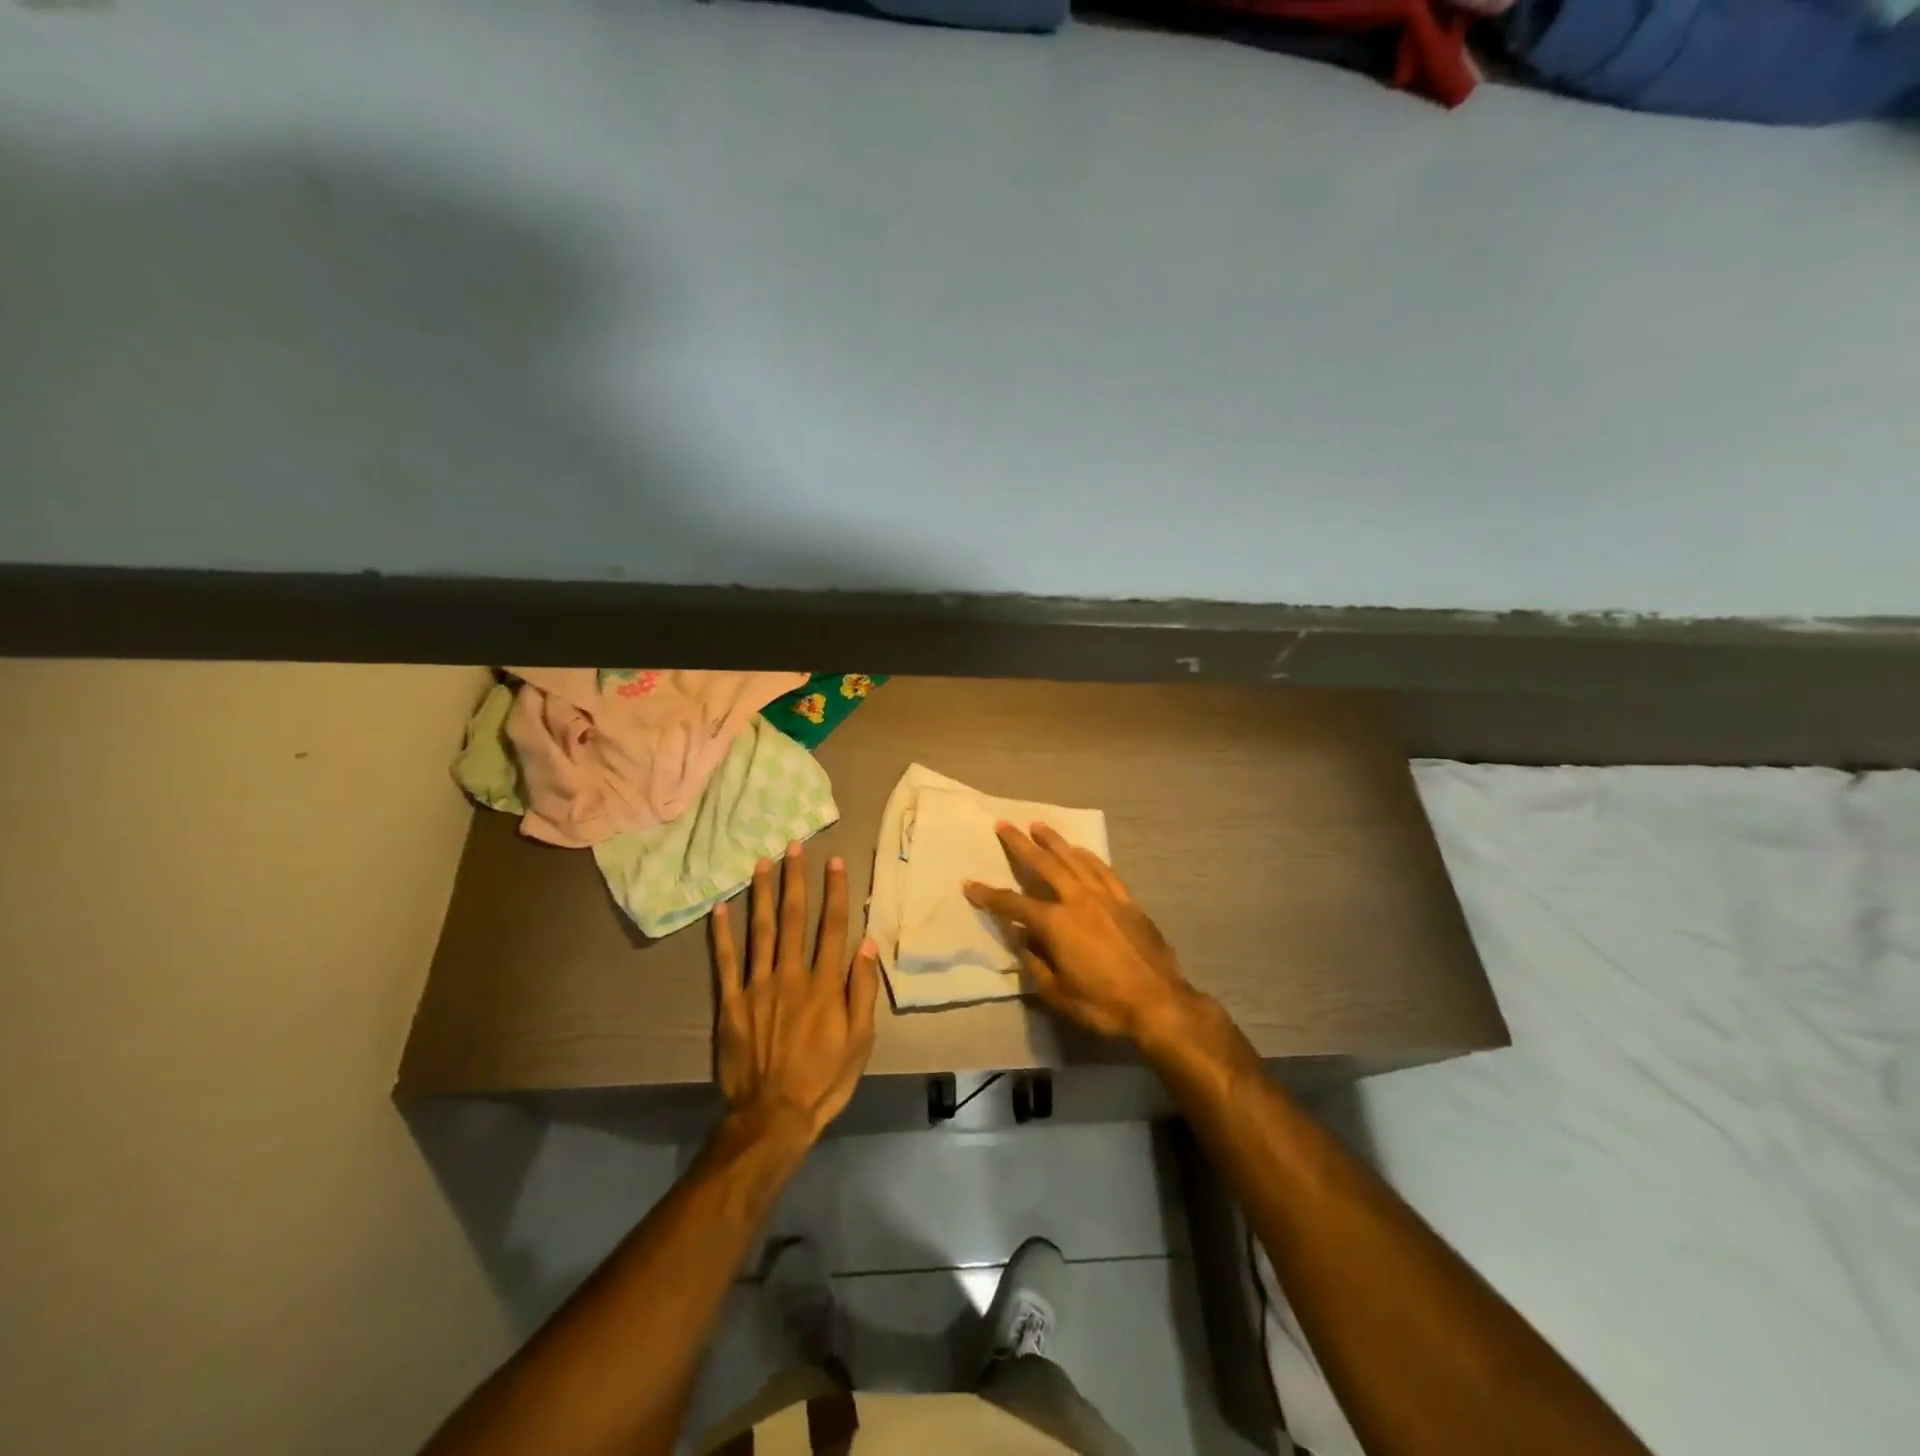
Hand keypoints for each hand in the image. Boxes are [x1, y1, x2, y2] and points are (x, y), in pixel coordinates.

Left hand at [712, 842, 880, 1144]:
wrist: (773, 1116)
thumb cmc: (824, 1080)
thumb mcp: (860, 1041)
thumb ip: (862, 990)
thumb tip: (868, 945)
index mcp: (824, 984)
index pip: (832, 927)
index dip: (835, 892)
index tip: (835, 862)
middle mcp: (791, 975)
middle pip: (794, 918)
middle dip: (795, 879)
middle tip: (794, 846)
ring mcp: (757, 987)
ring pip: (760, 930)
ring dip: (761, 894)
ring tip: (762, 862)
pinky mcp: (731, 1003)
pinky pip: (725, 962)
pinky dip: (722, 934)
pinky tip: (720, 907)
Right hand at [964, 823, 1202, 1045]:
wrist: (1159, 1003)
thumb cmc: (1103, 1003)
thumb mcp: (1058, 993)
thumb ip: (1035, 962)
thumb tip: (1023, 939)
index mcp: (1056, 923)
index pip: (1013, 904)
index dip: (989, 895)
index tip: (969, 884)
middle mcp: (1078, 900)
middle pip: (1044, 864)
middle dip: (1020, 844)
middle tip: (1004, 825)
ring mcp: (1105, 896)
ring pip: (1074, 859)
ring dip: (1054, 841)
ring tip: (1038, 826)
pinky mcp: (1127, 900)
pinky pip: (1103, 870)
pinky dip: (1088, 856)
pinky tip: (1080, 850)